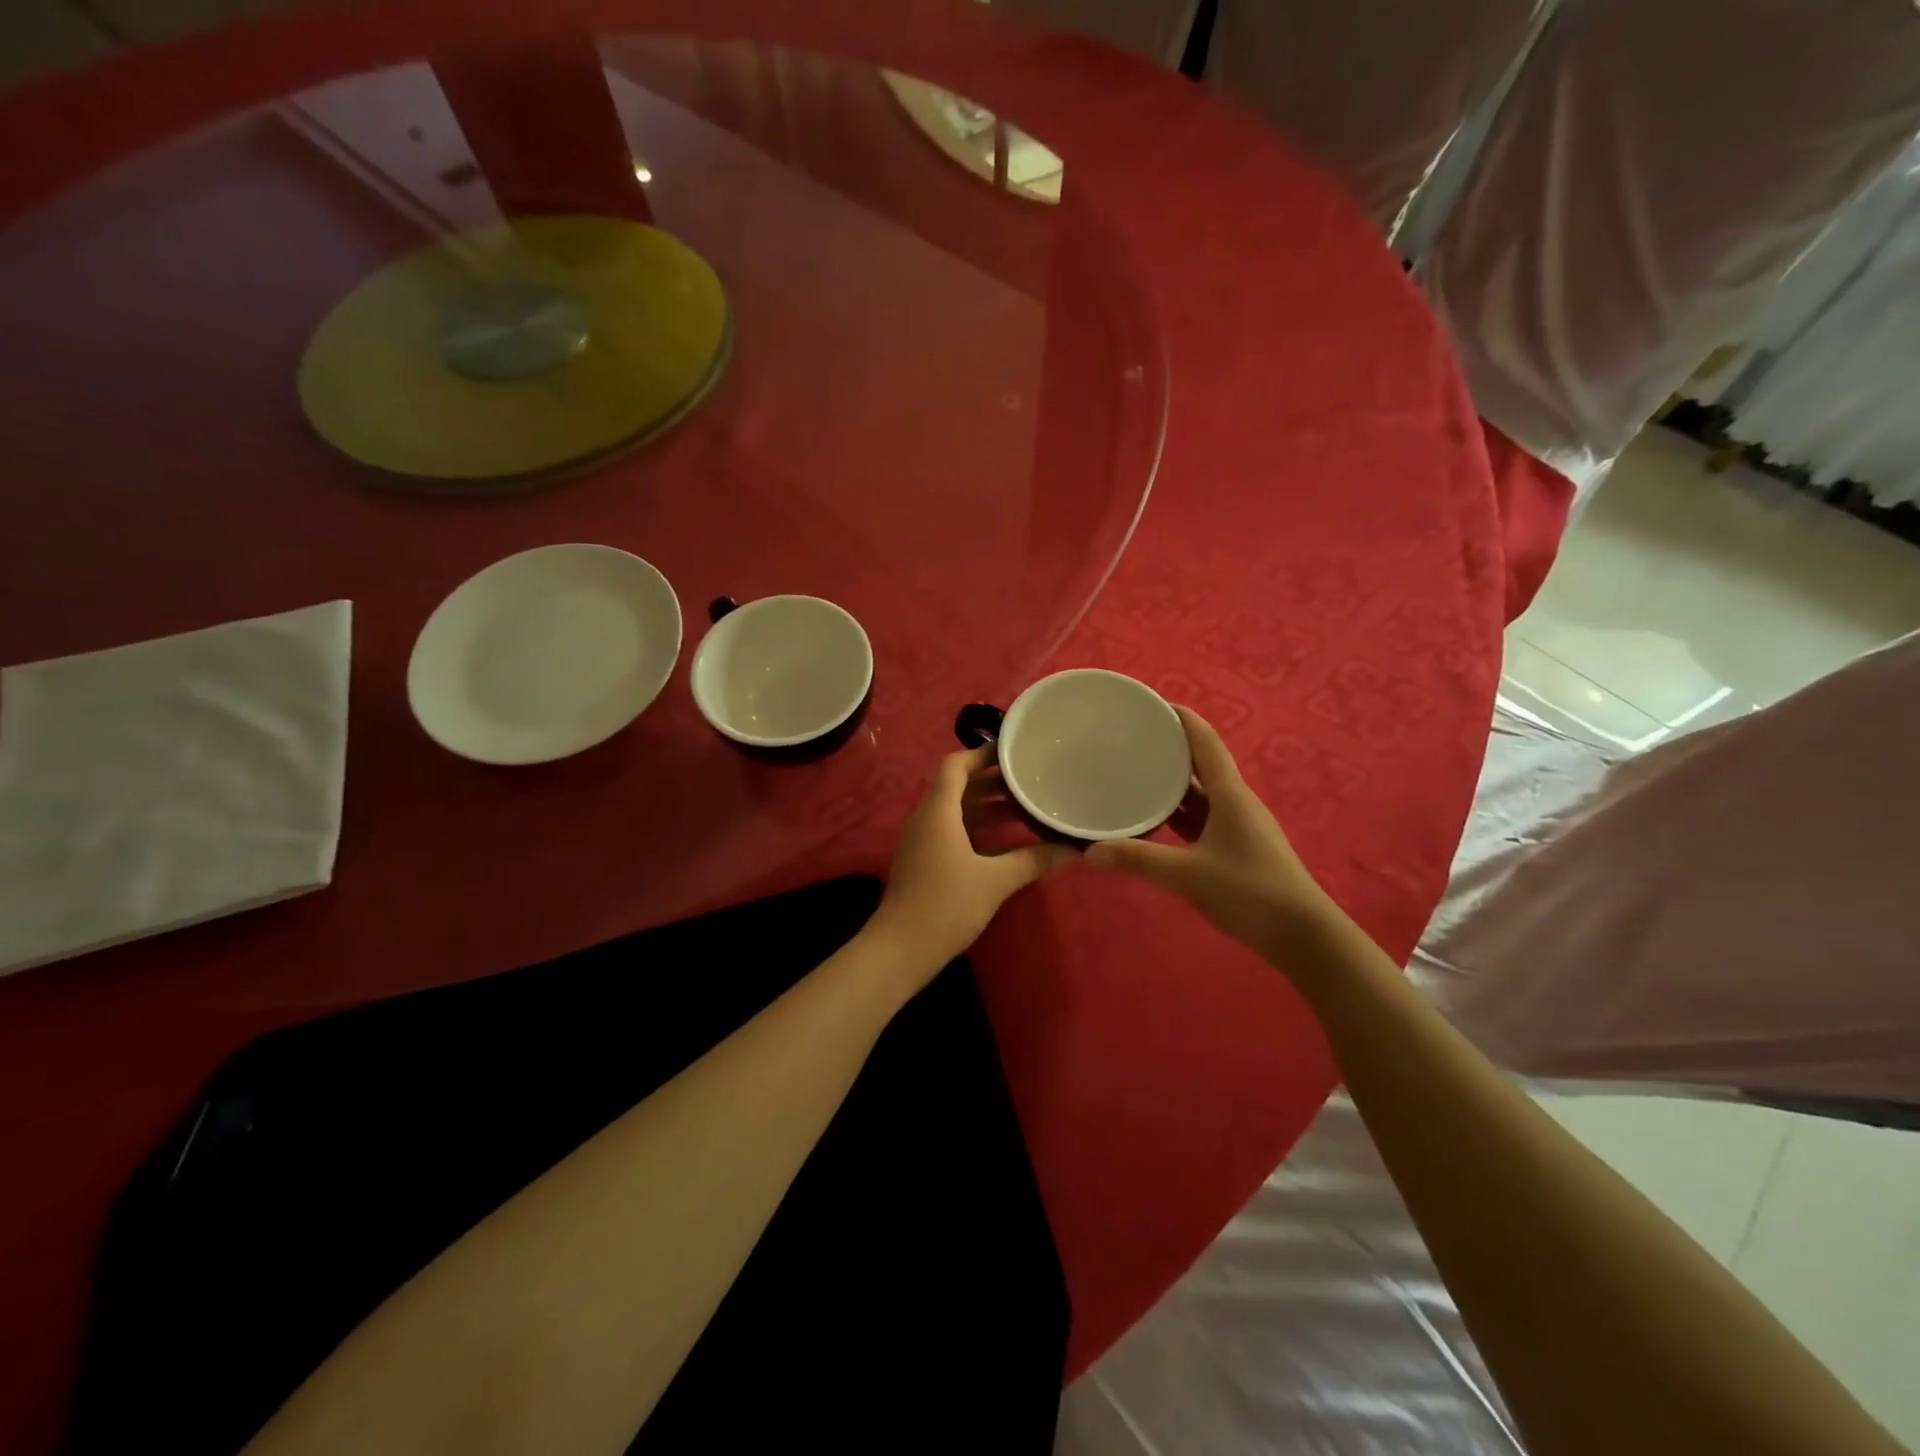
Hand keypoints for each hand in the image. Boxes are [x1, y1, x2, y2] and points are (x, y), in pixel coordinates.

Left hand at [871, 745, 1076, 975]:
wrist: (901, 949)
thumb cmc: (945, 905)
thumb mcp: (995, 881)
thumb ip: (1033, 860)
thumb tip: (1073, 849)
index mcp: (938, 811)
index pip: (956, 765)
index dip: (982, 753)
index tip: (1014, 751)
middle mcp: (927, 818)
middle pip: (959, 787)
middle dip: (994, 781)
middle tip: (1031, 778)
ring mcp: (924, 841)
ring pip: (958, 811)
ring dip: (988, 806)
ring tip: (1027, 806)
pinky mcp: (926, 861)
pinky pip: (954, 831)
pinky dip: (979, 828)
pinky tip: (1009, 840)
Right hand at [1085, 707, 1333, 953]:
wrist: (1302, 935)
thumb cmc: (1251, 891)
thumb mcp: (1189, 875)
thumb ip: (1138, 860)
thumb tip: (1089, 851)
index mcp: (1230, 794)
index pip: (1204, 741)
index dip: (1180, 717)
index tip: (1148, 703)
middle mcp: (1234, 801)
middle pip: (1199, 762)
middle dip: (1167, 746)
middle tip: (1128, 737)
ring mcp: (1235, 824)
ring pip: (1199, 792)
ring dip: (1170, 780)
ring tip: (1132, 770)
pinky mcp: (1233, 846)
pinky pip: (1199, 817)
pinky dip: (1176, 810)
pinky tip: (1152, 816)